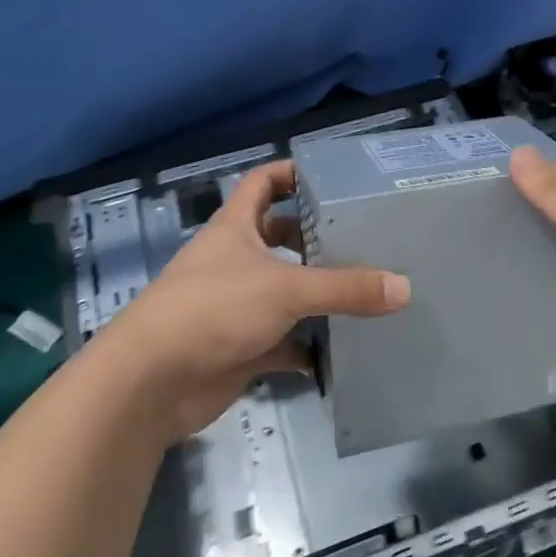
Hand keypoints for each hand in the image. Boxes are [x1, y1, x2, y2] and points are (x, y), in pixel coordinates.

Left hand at [102, 160, 410, 437]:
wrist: (152, 382)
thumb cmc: (214, 310)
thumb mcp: (286, 288)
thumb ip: (346, 288)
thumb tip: (404, 287)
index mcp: (235, 229)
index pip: (262, 184)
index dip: (291, 173)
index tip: (331, 178)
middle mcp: (233, 261)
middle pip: (277, 238)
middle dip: (314, 238)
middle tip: (361, 239)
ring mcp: (235, 306)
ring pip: (283, 292)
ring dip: (316, 295)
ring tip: (364, 292)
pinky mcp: (239, 348)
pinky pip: (283, 342)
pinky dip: (307, 348)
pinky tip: (341, 352)